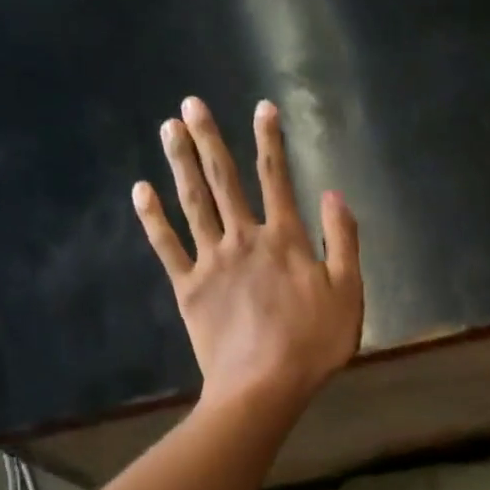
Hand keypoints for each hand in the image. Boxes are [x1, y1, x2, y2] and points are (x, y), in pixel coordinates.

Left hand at [134, 97, 362, 410]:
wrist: (263, 385)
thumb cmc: (313, 344)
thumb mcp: (348, 293)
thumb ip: (343, 241)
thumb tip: (334, 194)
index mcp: (285, 240)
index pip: (276, 178)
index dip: (270, 141)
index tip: (262, 107)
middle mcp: (244, 239)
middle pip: (224, 181)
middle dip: (209, 140)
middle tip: (190, 104)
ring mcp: (211, 261)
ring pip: (193, 202)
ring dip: (180, 163)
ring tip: (167, 129)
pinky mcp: (188, 288)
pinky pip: (166, 246)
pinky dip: (152, 218)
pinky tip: (141, 191)